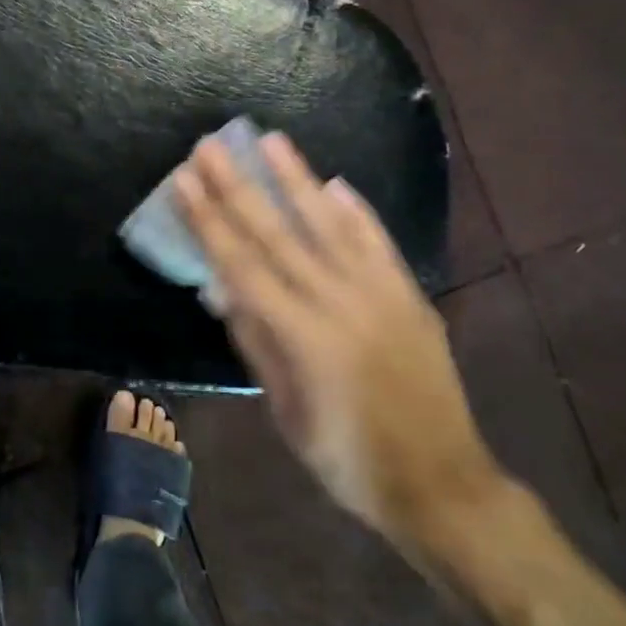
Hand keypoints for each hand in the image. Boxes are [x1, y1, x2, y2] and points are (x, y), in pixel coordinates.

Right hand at [174, 132, 503, 553]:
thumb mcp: (287, 412)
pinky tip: (335, 183)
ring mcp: (379, 293)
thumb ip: (257, 345)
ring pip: (328, 224)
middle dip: (238, 187)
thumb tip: (223, 290)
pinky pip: (378, 242)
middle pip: (277, 233)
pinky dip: (356, 211)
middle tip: (210, 146)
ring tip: (271, 140)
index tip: (184, 181)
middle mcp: (339, 301)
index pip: (242, 264)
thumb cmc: (349, 459)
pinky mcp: (409, 295)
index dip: (209, 221)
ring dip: (296, 179)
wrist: (442, 484)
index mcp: (303, 335)